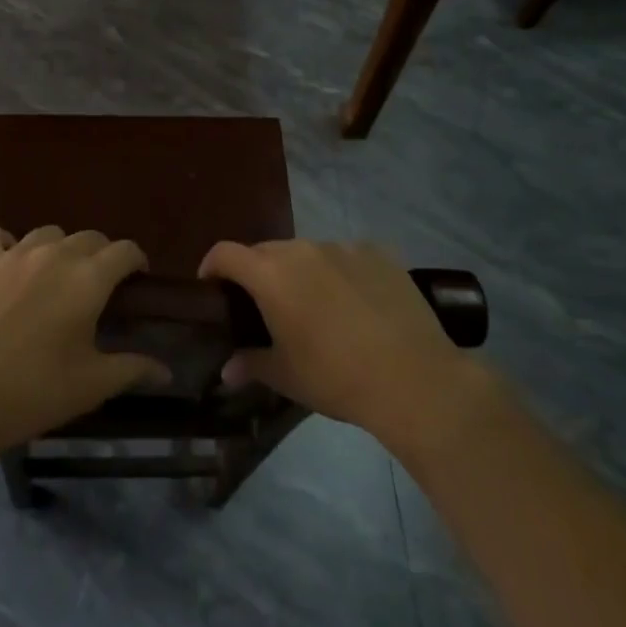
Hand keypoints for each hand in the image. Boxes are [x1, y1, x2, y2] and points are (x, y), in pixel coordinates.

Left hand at [0, 225, 171, 453]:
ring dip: (58, 248)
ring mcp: (14, 253)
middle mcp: (56, 254)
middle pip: (89, 237)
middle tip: (96, 286)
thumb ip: (132, 369)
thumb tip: (166, 371)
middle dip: (100, 255)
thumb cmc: (36, 391)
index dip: (136, 261)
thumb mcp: (92, 385)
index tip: (136, 280)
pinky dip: (5, 243)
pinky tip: (6, 263)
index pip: (125, 250)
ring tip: (53, 275)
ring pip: (48, 232)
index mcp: (89, 279)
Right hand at [199, 240, 472, 449]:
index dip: (212, 266)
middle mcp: (302, 250)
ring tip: (315, 305)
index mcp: (271, 275)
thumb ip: (251, 364)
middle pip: (266, 251)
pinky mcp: (379, 253)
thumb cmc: (336, 378)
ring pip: (307, 252)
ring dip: (300, 271)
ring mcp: (343, 247)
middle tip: (263, 306)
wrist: (414, 379)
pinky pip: (347, 256)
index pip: (226, 253)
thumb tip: (227, 371)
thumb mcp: (286, 376)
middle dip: (257, 272)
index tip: (211, 286)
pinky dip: (340, 272)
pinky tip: (356, 303)